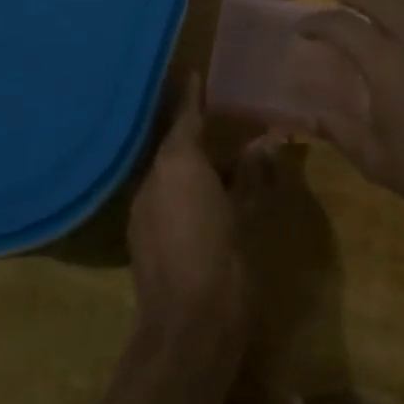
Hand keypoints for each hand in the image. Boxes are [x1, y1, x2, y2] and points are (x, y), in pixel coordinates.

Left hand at [127, 74, 272, 358]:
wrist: (186, 332)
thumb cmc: (224, 263)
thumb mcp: (246, 214)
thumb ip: (251, 174)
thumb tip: (265, 142)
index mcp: (178, 163)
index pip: (185, 116)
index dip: (191, 94)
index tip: (193, 72)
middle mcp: (151, 177)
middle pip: (172, 142)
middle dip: (192, 130)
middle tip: (216, 115)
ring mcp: (140, 207)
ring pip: (165, 171)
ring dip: (187, 162)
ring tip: (214, 157)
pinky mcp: (138, 234)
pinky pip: (160, 196)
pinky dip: (178, 188)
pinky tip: (198, 197)